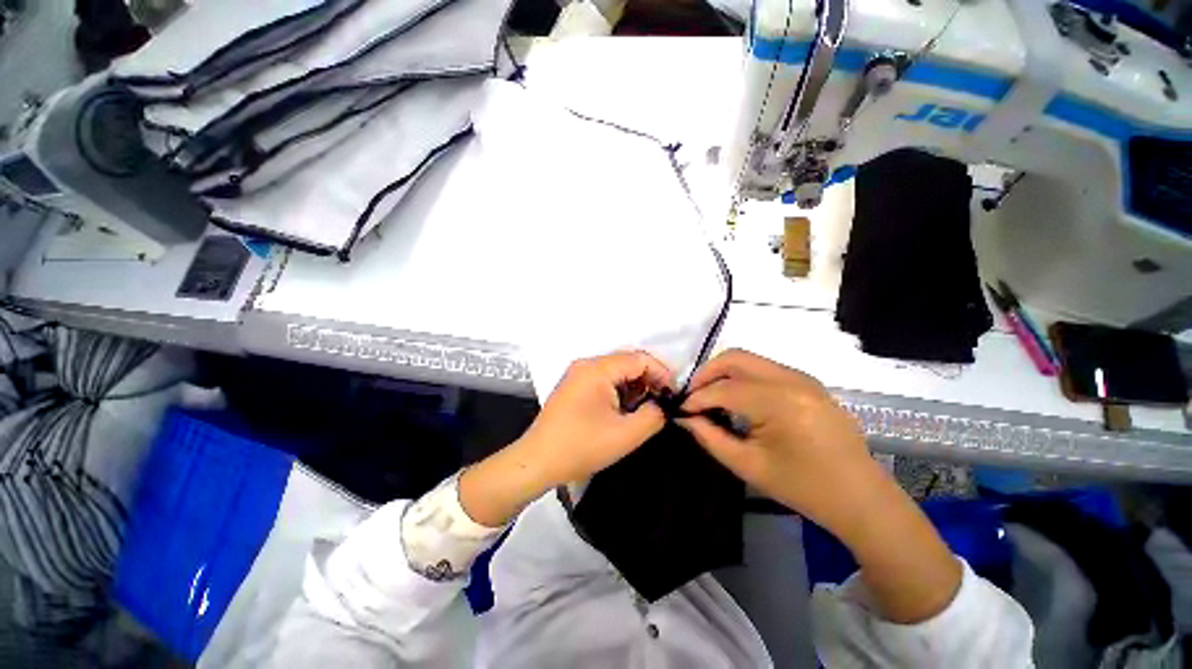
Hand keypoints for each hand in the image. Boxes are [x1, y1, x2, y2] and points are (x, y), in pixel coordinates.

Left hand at [460, 351, 673, 525]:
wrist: (537, 461)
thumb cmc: (581, 447)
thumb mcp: (625, 435)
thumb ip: (653, 415)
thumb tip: (663, 404)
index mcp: (597, 369)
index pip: (639, 359)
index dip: (661, 373)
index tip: (673, 396)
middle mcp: (586, 364)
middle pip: (627, 362)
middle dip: (648, 380)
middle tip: (661, 404)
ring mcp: (577, 374)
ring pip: (616, 371)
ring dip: (634, 387)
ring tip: (643, 410)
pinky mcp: (574, 386)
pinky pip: (604, 380)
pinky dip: (619, 391)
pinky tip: (623, 410)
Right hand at [677, 349, 878, 533]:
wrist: (860, 497)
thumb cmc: (804, 488)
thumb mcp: (748, 466)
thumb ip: (710, 437)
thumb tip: (685, 417)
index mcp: (780, 402)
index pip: (724, 389)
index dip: (697, 398)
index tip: (680, 410)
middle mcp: (791, 379)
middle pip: (735, 358)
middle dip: (706, 373)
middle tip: (693, 396)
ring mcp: (802, 377)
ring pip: (748, 359)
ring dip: (723, 373)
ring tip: (710, 398)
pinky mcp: (806, 382)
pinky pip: (763, 368)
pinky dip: (742, 377)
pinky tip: (736, 399)